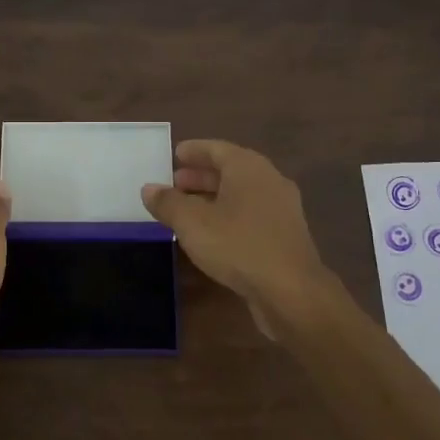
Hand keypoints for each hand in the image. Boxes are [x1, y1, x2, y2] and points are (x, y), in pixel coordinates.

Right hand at [141, 140, 332, 337]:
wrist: (291, 291)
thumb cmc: (238, 245)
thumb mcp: (192, 223)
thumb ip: (168, 203)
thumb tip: (149, 189)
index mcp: (249, 168)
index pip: (218, 149)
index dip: (195, 151)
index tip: (176, 154)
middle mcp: (269, 181)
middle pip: (231, 171)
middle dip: (201, 176)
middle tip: (175, 183)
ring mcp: (281, 209)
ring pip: (241, 195)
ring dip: (214, 198)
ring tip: (187, 209)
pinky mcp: (285, 236)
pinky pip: (251, 215)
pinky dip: (228, 216)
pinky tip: (212, 233)